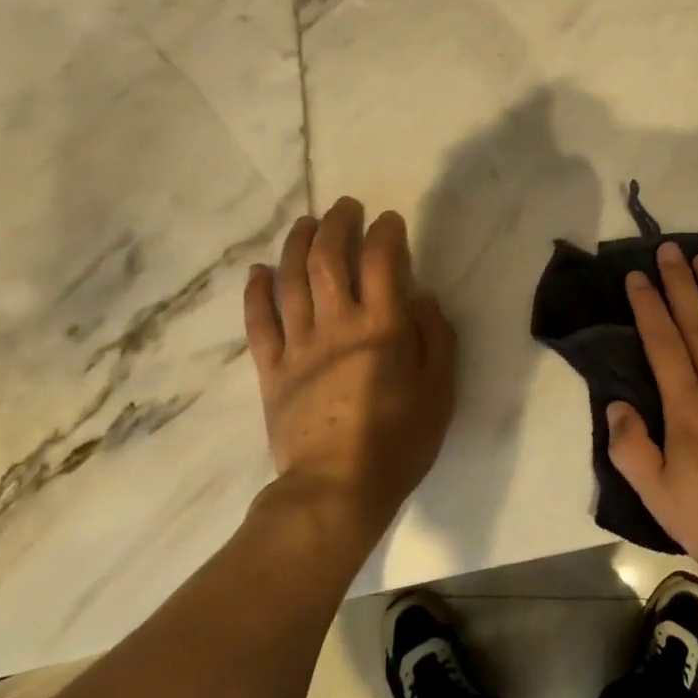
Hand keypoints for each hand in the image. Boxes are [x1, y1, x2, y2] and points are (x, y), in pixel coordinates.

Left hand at [242, 198, 456, 537]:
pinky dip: (256, 292)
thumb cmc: (399, 441)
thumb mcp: (440, 390)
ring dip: (298, 245)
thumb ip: (434, 337)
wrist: (337, 491)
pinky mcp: (271, 371)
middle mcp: (336, 325)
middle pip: (329, 259)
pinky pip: (258, 323)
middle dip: (337, 225)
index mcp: (381, 327)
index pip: (381, 261)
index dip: (385, 233)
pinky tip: (259, 271)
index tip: (389, 220)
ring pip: (291, 281)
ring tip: (306, 223)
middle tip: (346, 207)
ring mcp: (298, 347)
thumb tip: (420, 297)